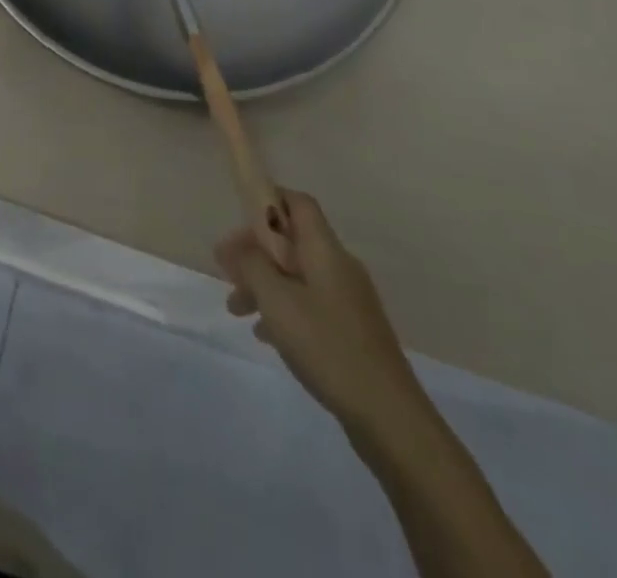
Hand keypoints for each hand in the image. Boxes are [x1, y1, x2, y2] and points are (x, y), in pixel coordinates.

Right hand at [216, 189, 427, 440]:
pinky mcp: (352, 332)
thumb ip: (252, 265)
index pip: (299, 203)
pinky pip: (310, 304)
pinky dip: (284, 309)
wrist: (389, 417)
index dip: (268, 200)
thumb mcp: (277, 301)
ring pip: (297, 276)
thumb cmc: (327, 346)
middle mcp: (340, 268)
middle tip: (227, 271)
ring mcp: (349, 301)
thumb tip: (237, 245)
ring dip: (265, 284)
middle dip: (256, 252)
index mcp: (326, 251)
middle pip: (293, 241)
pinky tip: (265, 335)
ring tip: (236, 309)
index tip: (237, 218)